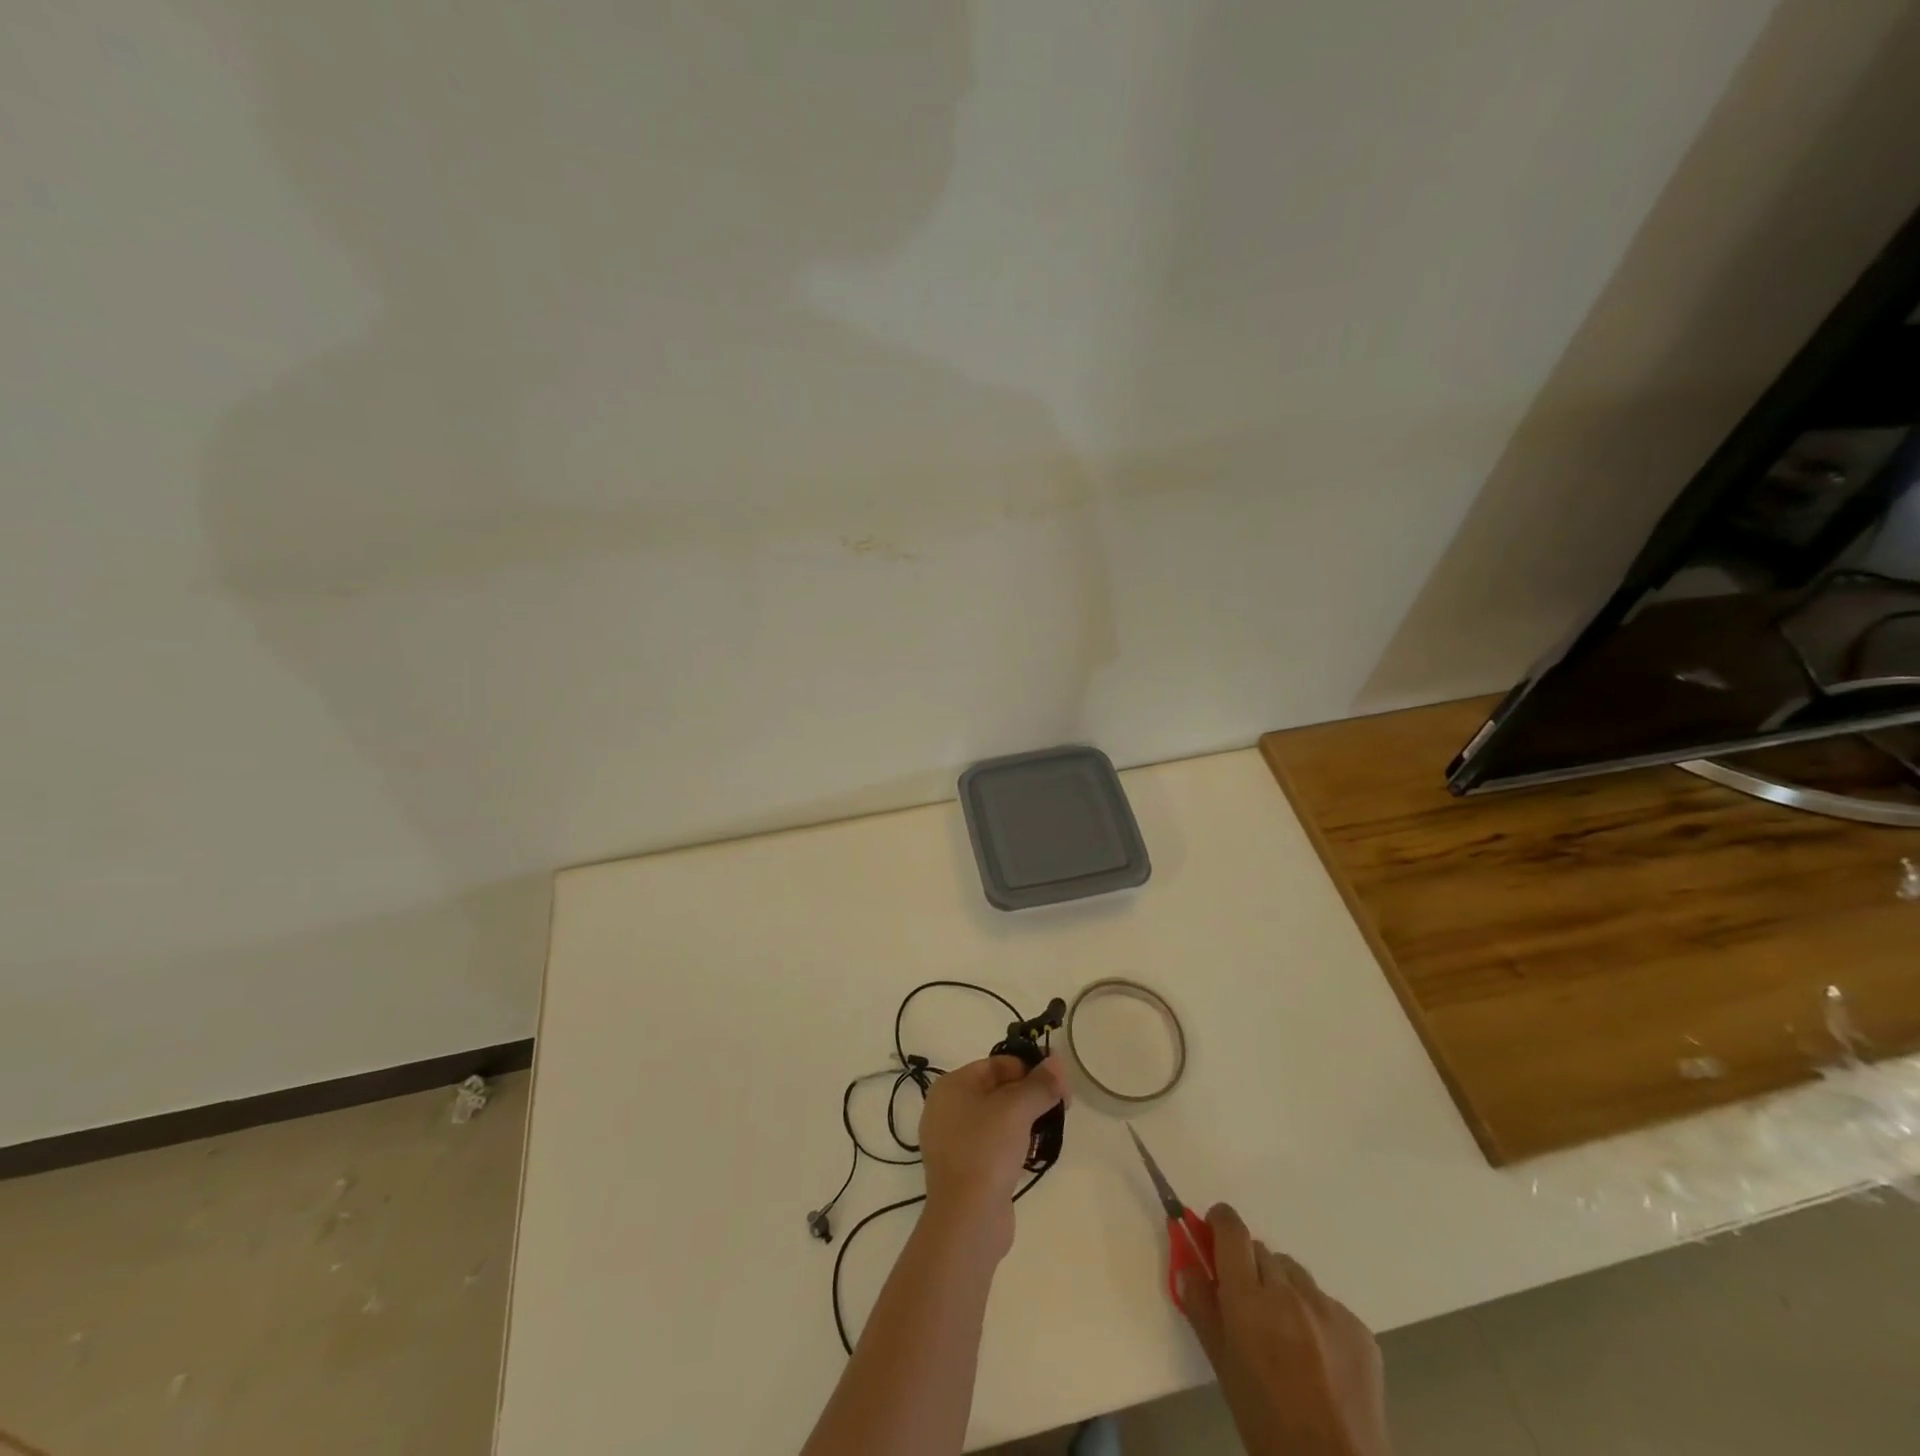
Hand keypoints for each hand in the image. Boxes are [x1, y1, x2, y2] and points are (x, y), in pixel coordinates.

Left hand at [917, 1054, 1067, 1258]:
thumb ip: (1040, 1084)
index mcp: (951, 1086)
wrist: (968, 1220)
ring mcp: (953, 1141)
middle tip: (1060, 1106)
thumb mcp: (1017, 1109)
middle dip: (1029, 1095)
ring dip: (1024, 1120)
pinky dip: (1013, 1143)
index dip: (1028, 1069)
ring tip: (1050, 1129)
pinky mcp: (965, 1169)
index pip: (996, 1064)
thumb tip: (1057, 1061)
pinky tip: (1033, 1153)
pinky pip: (993, 1145)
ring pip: (996, 1119)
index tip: (1057, 1083)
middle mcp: (947, 1109)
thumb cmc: (987, 1150)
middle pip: (997, 1089)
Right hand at [1178, 1204, 1390, 1455]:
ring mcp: (1329, 1309)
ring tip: (1287, 1334)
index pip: (1231, 1229)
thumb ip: (1201, 1306)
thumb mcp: (1221, 1365)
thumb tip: (1188, 1263)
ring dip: (1284, 1289)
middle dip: (1250, 1268)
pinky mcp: (1361, 1329)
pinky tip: (1318, 1357)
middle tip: (1250, 1305)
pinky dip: (1317, 1317)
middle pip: (1262, 1252)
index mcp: (1248, 1300)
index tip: (1214, 1231)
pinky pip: (1328, 1304)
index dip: (1220, 1222)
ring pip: (1295, 1274)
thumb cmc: (1265, 1421)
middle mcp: (1289, 1292)